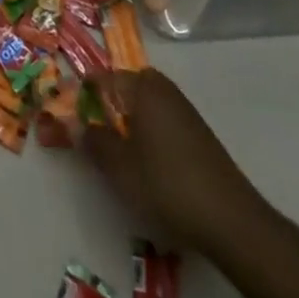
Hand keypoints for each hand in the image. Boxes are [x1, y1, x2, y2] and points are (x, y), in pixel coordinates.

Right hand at [82, 69, 265, 250]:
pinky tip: (148, 160)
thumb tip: (75, 123)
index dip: (82, 95)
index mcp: (141, 87)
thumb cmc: (167, 185)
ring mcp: (183, 107)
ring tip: (119, 150)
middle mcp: (162, 88)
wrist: (231, 218)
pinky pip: (161, 116)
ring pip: (144, 102)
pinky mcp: (197, 129)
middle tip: (94, 133)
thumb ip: (94, 141)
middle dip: (106, 104)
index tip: (67, 114)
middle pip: (124, 86)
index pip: (101, 79)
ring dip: (127, 117)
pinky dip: (147, 129)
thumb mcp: (120, 168)